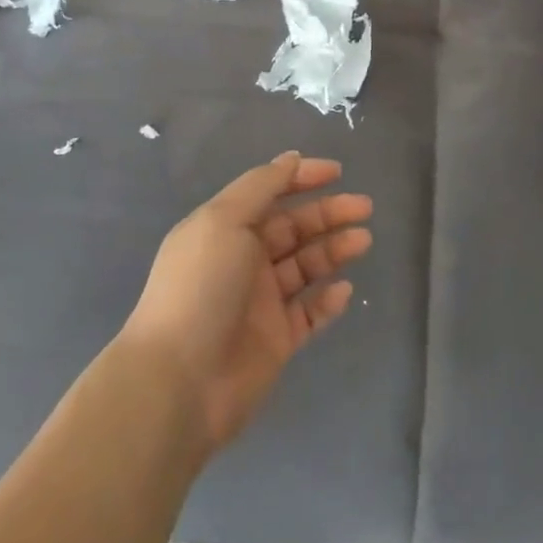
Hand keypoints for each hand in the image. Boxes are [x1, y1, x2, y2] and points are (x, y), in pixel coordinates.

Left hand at [121, 152, 373, 453]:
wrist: (179, 382)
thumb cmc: (200, 288)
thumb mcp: (224, 221)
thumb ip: (260, 187)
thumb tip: (290, 159)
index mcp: (226, 228)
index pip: (269, 192)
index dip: (302, 178)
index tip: (337, 172)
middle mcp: (244, 259)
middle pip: (294, 227)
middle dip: (328, 213)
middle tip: (364, 207)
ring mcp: (261, 302)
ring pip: (306, 266)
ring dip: (334, 249)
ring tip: (363, 240)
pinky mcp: (276, 341)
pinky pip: (310, 313)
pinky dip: (328, 300)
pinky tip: (344, 289)